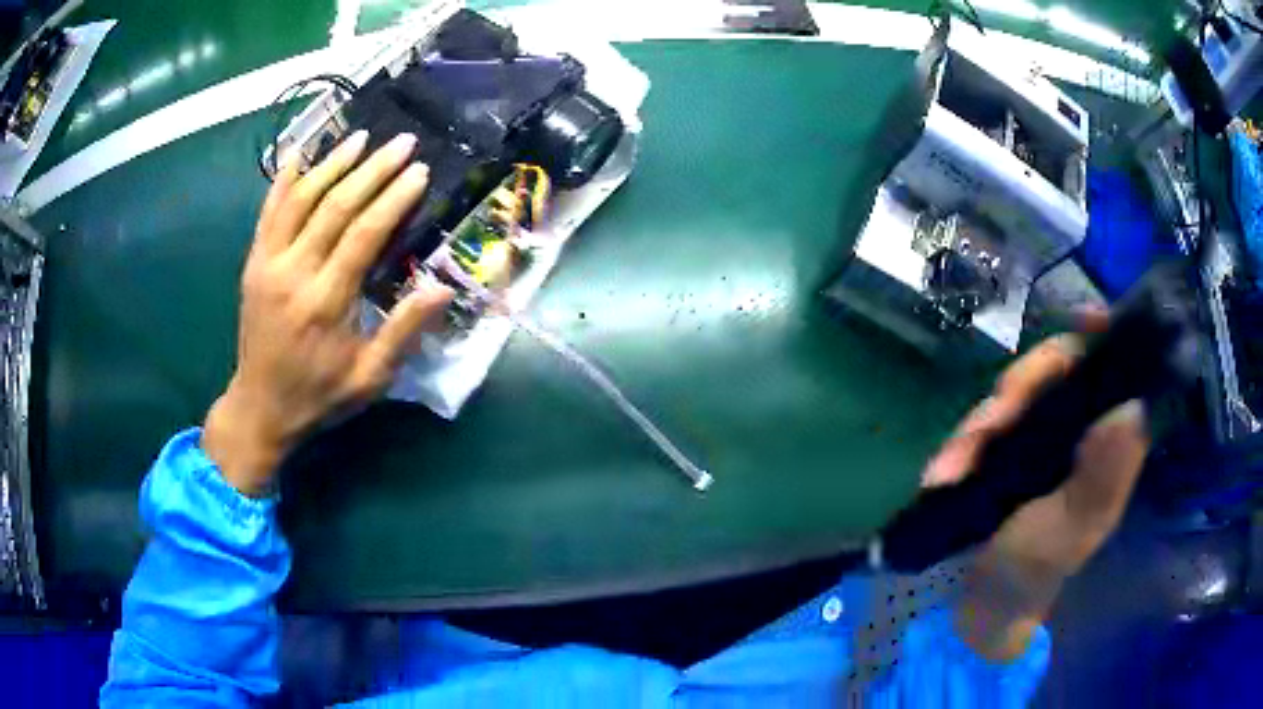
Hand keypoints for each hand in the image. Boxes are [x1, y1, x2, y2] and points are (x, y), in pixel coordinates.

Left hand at [203, 131, 452, 495]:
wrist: (260, 409)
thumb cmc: (319, 396)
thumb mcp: (370, 378)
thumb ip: (403, 332)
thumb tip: (441, 287)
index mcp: (325, 303)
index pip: (363, 234)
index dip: (393, 198)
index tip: (419, 171)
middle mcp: (293, 274)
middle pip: (334, 206)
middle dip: (371, 169)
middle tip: (402, 142)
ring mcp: (267, 264)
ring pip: (300, 200)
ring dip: (332, 164)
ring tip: (361, 138)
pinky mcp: (253, 264)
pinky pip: (267, 212)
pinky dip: (284, 180)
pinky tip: (301, 153)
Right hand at [923, 331, 1149, 659]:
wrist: (984, 604)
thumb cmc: (1034, 570)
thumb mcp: (1070, 530)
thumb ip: (1101, 477)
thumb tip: (1130, 407)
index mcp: (1105, 443)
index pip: (1109, 369)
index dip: (1097, 338)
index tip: (1081, 320)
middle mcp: (1076, 429)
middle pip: (1053, 372)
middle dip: (1014, 393)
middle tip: (984, 429)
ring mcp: (1038, 437)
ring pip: (1011, 397)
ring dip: (976, 427)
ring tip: (945, 471)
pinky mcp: (1004, 450)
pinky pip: (983, 426)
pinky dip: (959, 445)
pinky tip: (938, 475)